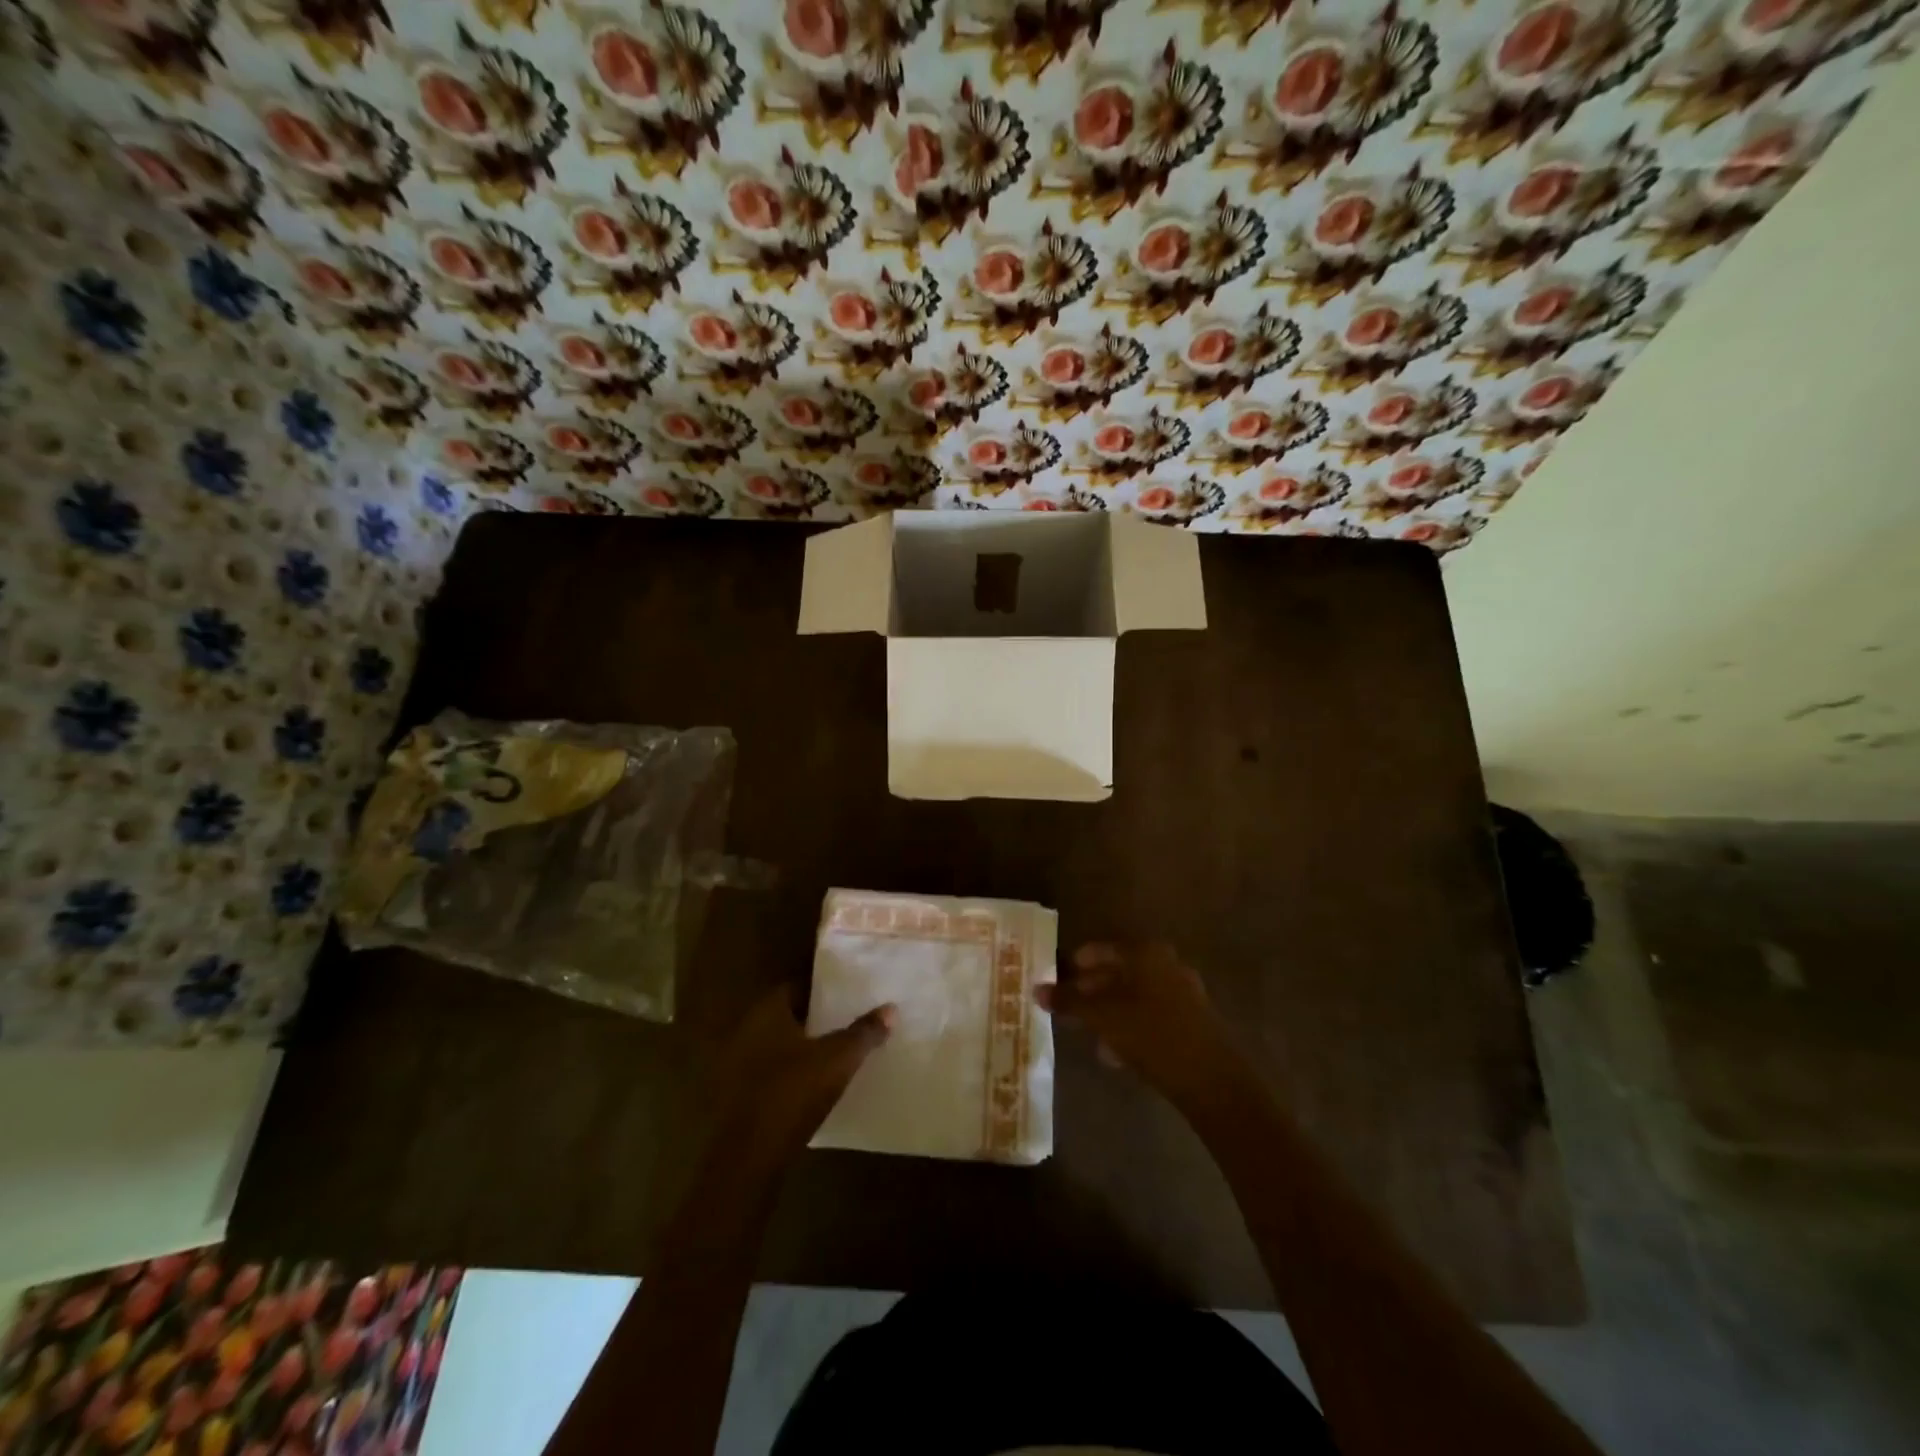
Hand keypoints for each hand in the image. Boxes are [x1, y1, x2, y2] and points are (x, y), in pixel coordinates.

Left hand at [712, 988, 894, 1168]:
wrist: (749, 1158)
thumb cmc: (793, 1092)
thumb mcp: (838, 1059)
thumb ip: (864, 1032)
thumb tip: (890, 1008)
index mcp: (766, 1012)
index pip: (795, 987)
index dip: (821, 991)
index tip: (846, 997)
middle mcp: (746, 1031)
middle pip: (785, 1017)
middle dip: (813, 1021)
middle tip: (846, 1023)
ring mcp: (736, 1066)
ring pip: (776, 1047)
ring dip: (800, 1050)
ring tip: (834, 1055)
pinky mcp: (736, 1098)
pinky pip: (768, 1075)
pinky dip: (788, 1075)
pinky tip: (811, 1087)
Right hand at [1037, 943, 1246, 1110]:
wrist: (1210, 1078)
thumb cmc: (1150, 1033)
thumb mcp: (1102, 1016)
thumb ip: (1069, 1001)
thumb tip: (1036, 990)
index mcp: (1145, 953)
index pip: (1100, 950)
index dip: (1076, 964)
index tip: (1057, 981)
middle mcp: (1166, 964)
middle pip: (1119, 971)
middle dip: (1092, 990)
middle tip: (1069, 1008)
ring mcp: (1183, 991)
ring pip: (1135, 995)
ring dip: (1110, 1011)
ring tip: (1089, 1033)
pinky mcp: (1192, 1020)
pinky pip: (1151, 1014)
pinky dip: (1131, 1025)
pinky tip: (1116, 1052)